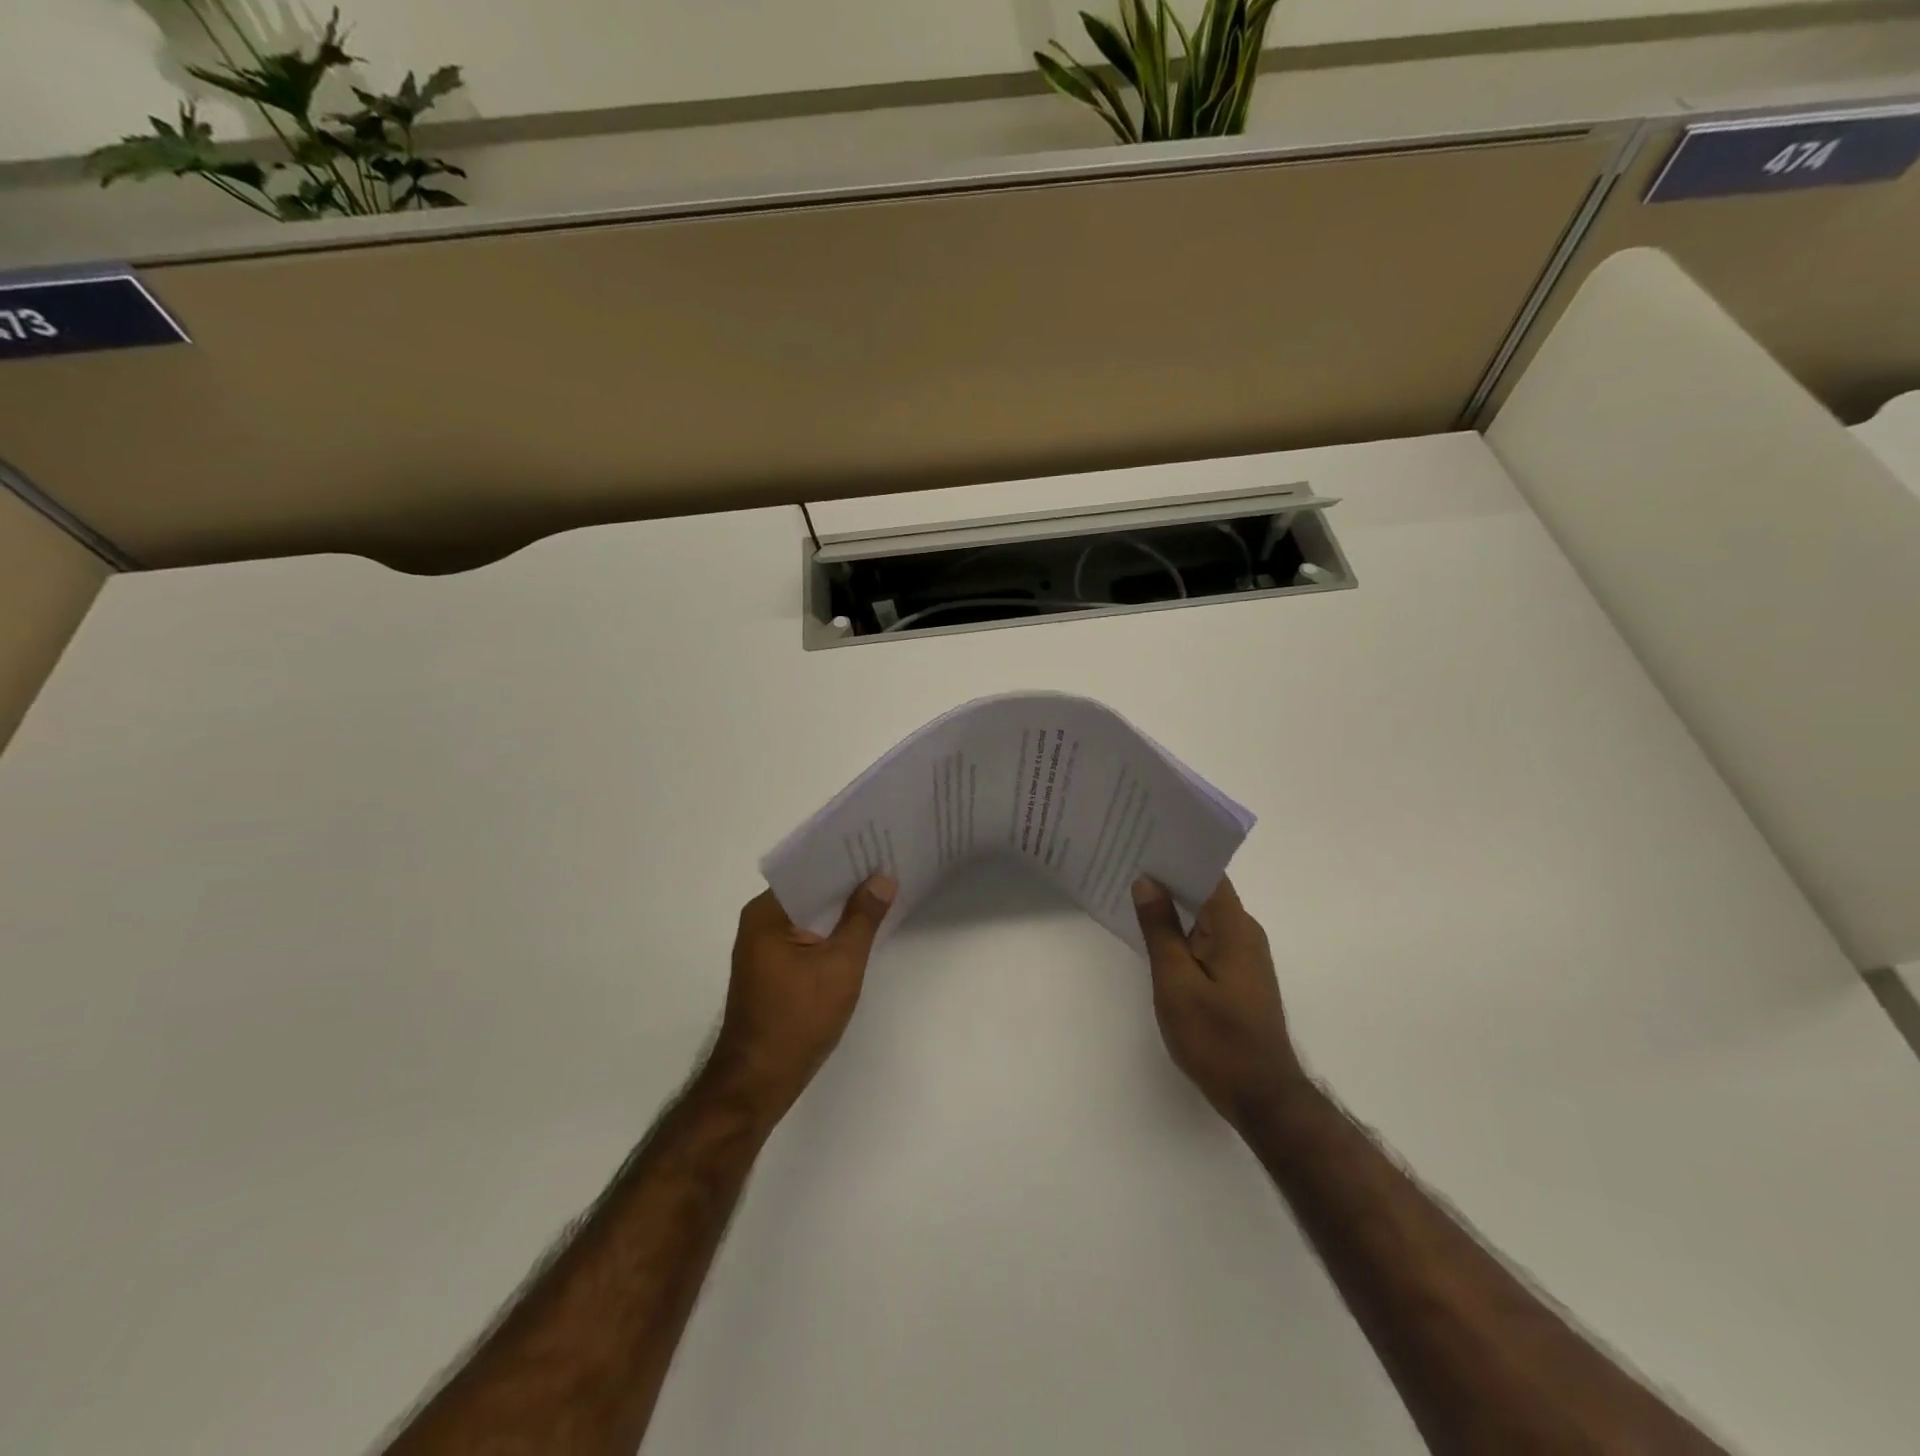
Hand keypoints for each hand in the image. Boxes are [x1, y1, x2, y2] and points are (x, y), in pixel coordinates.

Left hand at [704, 877, 895, 1123]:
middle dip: (847, 883)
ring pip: (810, 916)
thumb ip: (862, 918)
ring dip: (841, 909)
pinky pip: (807, 937)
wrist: (758, 1083)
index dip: (844, 859)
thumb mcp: (840, 965)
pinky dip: (831, 932)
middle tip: (890, 865)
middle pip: (810, 891)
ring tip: (883, 891)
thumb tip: (882, 879)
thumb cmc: (797, 1019)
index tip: (878, 846)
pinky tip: (861, 930)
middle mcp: (760, 923)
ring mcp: (764, 948)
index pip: (809, 870)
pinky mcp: (773, 970)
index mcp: (767, 913)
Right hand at [1133, 876, 1304, 1127]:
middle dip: (1169, 877)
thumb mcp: (1176, 982)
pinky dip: (1182, 930)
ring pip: (1205, 916)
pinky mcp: (1238, 976)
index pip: (1207, 873)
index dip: (1177, 854)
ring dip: (1174, 904)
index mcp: (1234, 927)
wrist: (1261, 1097)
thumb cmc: (1216, 1038)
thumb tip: (1148, 881)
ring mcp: (1244, 956)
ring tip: (1131, 891)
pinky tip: (1154, 934)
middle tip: (1126, 861)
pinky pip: (1207, 938)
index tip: (1143, 840)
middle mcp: (1245, 933)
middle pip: (1206, 891)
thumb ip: (1161, 930)